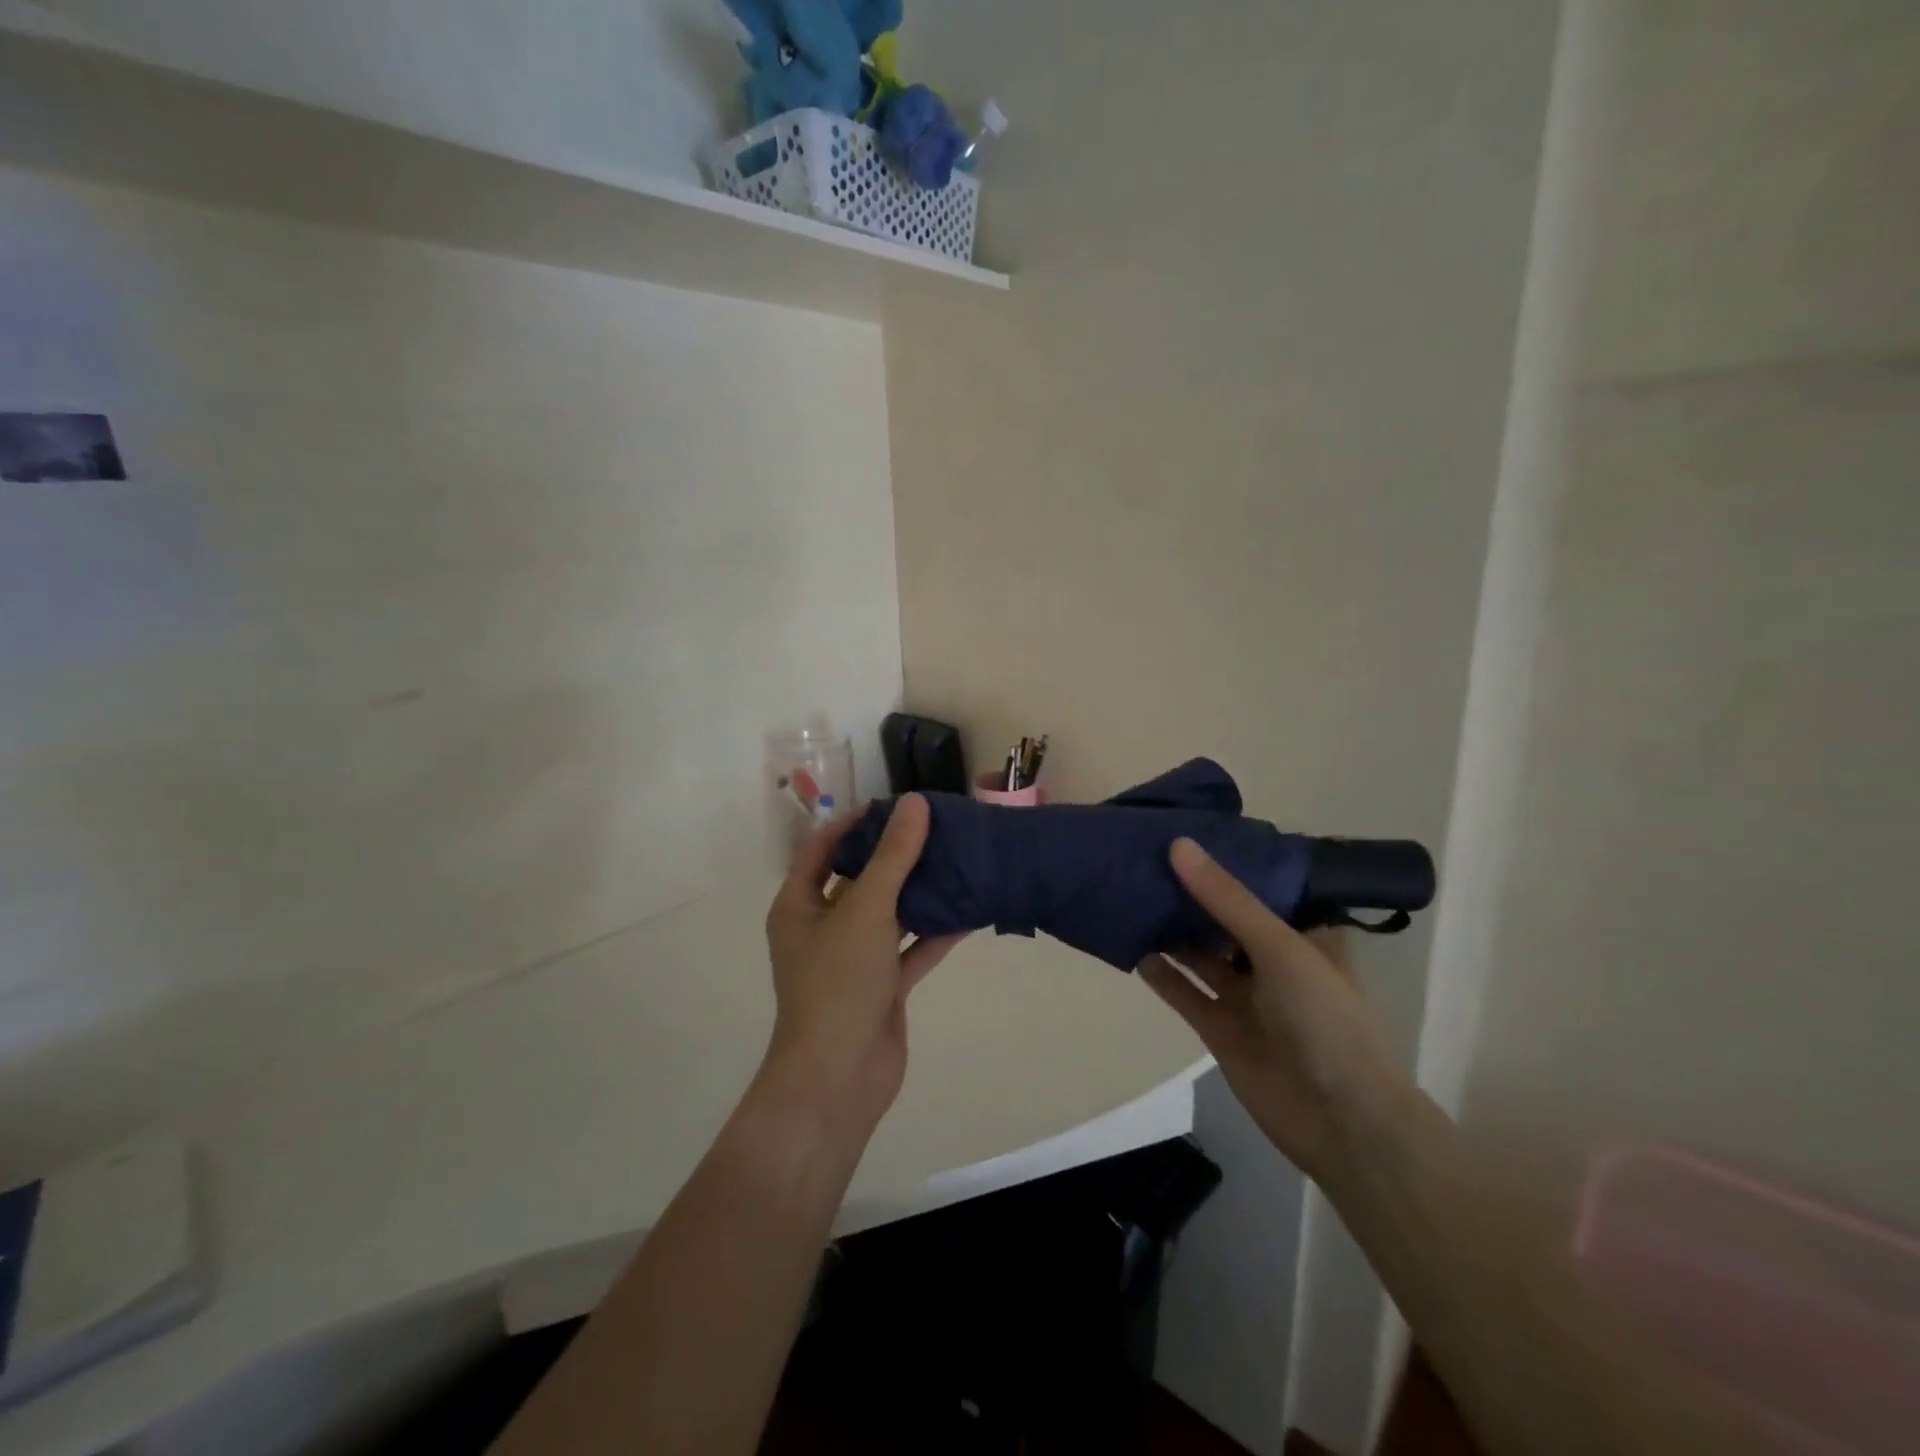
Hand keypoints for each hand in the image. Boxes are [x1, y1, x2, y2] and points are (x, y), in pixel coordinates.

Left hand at [760, 795, 963, 1133]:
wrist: (840, 1077)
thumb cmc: (838, 982)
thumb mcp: (865, 909)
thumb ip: (893, 857)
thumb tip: (914, 802)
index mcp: (799, 906)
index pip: (822, 848)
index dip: (855, 823)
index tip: (895, 806)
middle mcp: (823, 927)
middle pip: (859, 878)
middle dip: (894, 855)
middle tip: (935, 827)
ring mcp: (854, 958)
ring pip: (890, 913)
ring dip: (919, 891)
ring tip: (957, 858)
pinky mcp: (883, 985)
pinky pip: (911, 948)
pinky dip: (936, 931)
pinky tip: (970, 909)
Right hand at [1138, 838, 1411, 1182]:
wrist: (1342, 1124)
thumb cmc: (1326, 1020)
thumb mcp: (1280, 947)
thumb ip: (1227, 899)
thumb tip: (1178, 845)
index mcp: (1305, 933)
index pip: (1262, 885)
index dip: (1226, 861)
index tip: (1185, 832)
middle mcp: (1274, 960)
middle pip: (1224, 918)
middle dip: (1190, 893)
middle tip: (1144, 856)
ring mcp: (1246, 996)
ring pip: (1200, 953)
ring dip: (1170, 930)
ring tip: (1129, 894)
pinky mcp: (1220, 1028)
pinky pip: (1184, 992)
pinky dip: (1160, 973)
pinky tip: (1131, 948)